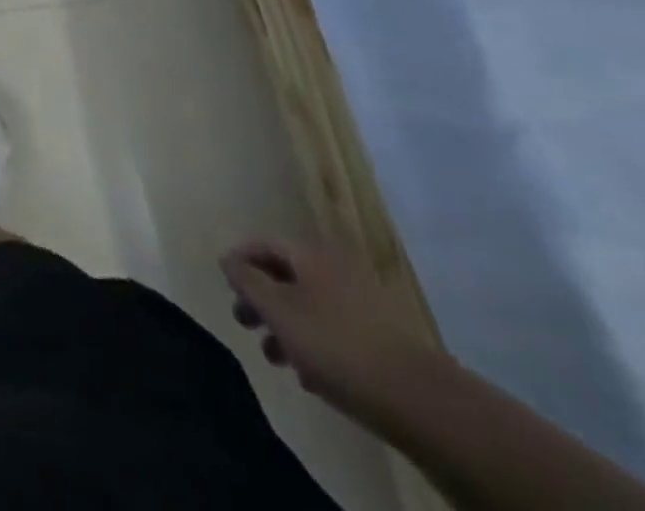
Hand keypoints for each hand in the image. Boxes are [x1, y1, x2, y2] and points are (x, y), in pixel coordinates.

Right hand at [220, 238, 437, 417]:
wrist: (421, 400)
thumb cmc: (336, 345)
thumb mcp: (279, 311)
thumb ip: (247, 281)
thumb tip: (226, 257)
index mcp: (311, 254)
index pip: (263, 243)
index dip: (239, 260)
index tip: (224, 285)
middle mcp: (336, 268)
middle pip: (286, 274)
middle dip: (260, 298)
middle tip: (244, 323)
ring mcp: (362, 302)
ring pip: (308, 304)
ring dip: (285, 325)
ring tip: (274, 356)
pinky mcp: (380, 336)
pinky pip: (333, 328)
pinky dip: (313, 342)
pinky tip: (309, 374)